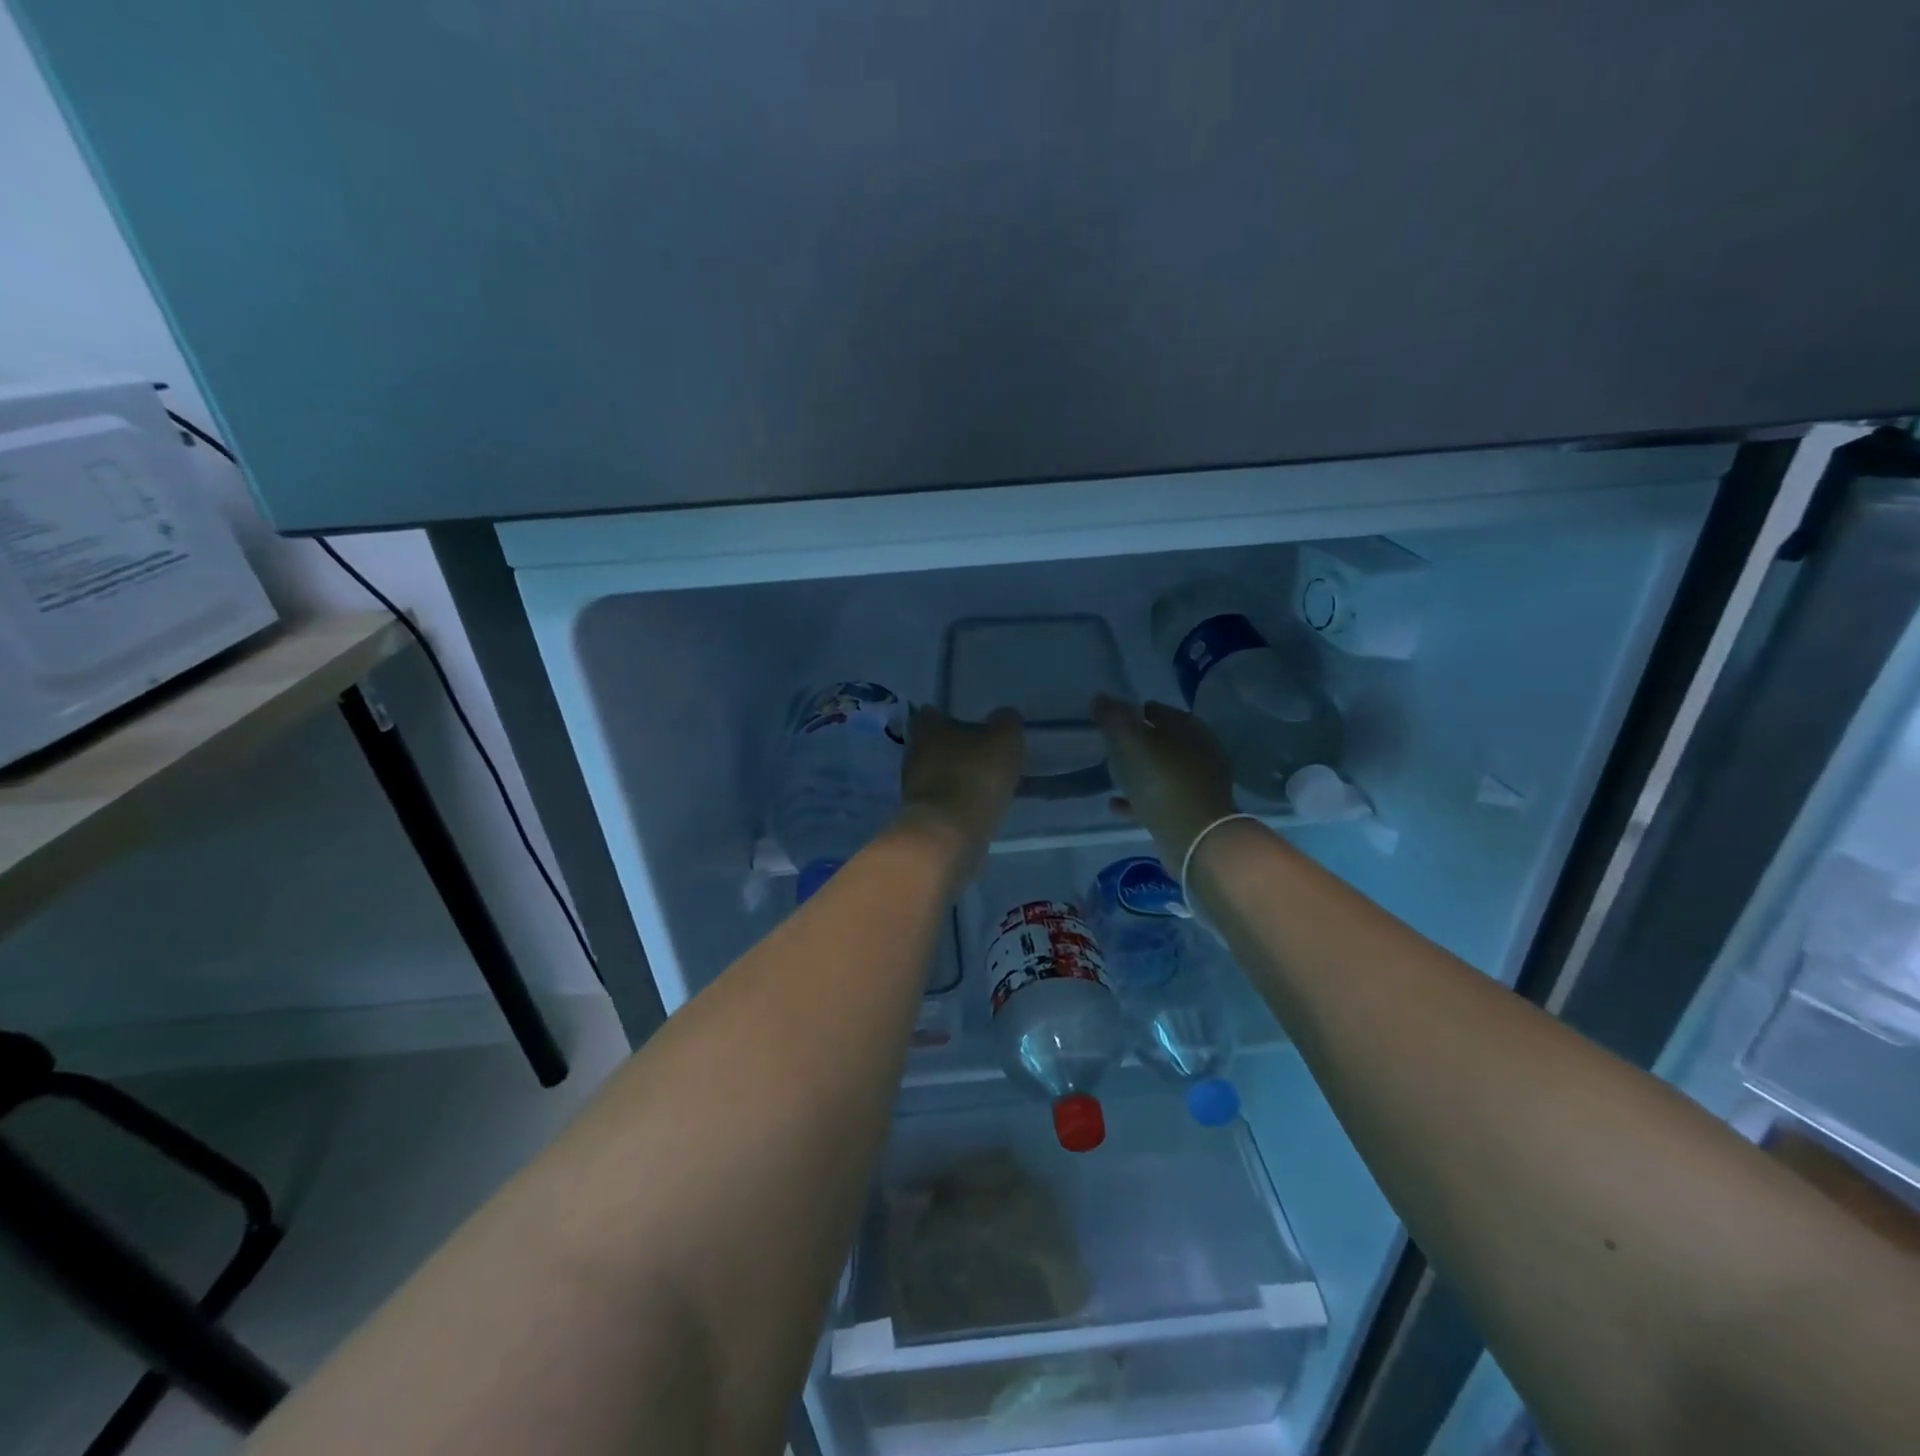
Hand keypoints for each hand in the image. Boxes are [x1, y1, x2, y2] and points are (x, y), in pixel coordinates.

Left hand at [896, 705, 1023, 878]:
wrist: (948, 834)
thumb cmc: (974, 775)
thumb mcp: (1004, 740)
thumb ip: (1006, 723)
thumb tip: (1004, 716)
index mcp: (927, 728)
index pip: (931, 713)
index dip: (948, 716)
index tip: (968, 723)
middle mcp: (913, 754)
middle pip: (932, 745)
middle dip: (953, 749)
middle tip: (981, 753)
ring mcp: (914, 788)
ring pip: (936, 774)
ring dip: (955, 777)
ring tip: (984, 782)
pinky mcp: (921, 816)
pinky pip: (942, 801)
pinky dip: (957, 801)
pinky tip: (977, 806)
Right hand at [1091, 694, 1237, 866]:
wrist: (1196, 839)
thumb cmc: (1163, 782)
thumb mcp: (1131, 744)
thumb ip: (1114, 719)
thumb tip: (1100, 698)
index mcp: (1190, 730)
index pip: (1159, 710)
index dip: (1134, 712)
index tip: (1112, 720)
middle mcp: (1200, 753)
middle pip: (1163, 741)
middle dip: (1138, 743)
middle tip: (1110, 747)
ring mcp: (1198, 785)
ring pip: (1162, 771)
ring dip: (1139, 772)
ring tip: (1112, 775)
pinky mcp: (1191, 812)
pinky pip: (1159, 800)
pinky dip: (1138, 799)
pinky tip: (1115, 804)